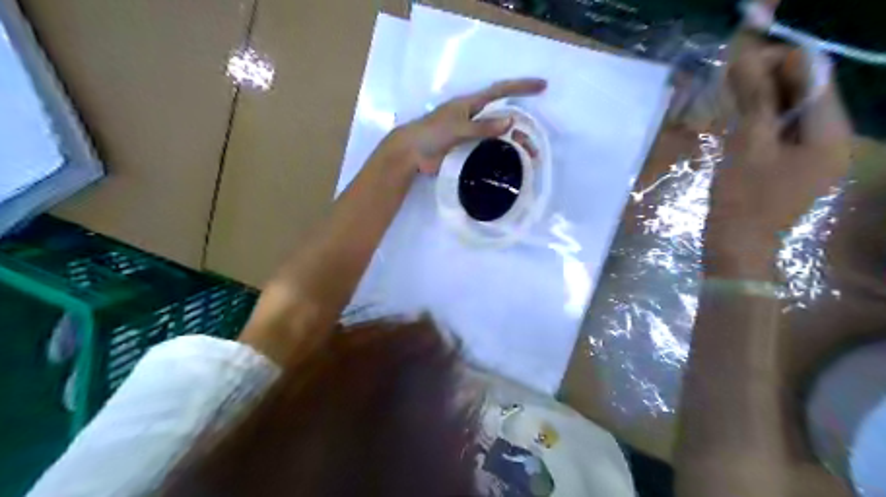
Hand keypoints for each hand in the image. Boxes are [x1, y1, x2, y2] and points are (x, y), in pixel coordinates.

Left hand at [379, 78, 547, 174]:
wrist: (411, 154)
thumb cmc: (431, 134)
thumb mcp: (458, 128)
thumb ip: (482, 127)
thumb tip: (510, 121)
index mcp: (471, 105)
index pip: (500, 91)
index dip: (521, 87)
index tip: (542, 86)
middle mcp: (474, 117)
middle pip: (504, 119)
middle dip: (522, 129)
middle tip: (535, 146)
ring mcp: (471, 135)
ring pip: (498, 137)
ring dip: (513, 146)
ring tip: (527, 160)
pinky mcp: (466, 150)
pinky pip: (488, 151)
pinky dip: (501, 156)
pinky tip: (510, 166)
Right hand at [708, 37, 849, 272]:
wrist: (737, 251)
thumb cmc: (742, 202)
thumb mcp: (746, 147)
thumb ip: (753, 102)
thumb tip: (746, 60)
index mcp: (830, 136)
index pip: (816, 81)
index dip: (783, 63)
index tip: (743, 62)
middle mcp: (833, 143)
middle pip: (809, 96)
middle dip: (774, 81)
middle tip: (734, 78)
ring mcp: (815, 159)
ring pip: (795, 116)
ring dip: (766, 101)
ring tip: (734, 96)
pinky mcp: (795, 171)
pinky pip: (785, 135)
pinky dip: (764, 123)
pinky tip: (742, 122)